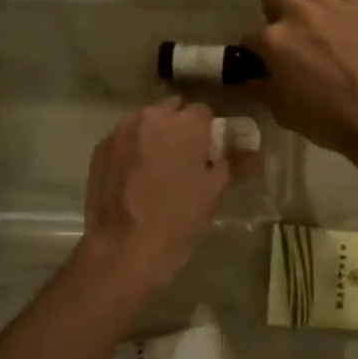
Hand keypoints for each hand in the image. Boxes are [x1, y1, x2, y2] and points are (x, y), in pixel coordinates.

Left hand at [80, 98, 252, 287]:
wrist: (123, 248)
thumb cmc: (177, 218)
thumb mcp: (213, 192)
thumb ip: (236, 165)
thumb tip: (257, 155)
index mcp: (184, 123)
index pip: (204, 112)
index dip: (209, 131)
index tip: (210, 153)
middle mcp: (150, 117)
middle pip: (172, 110)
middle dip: (180, 127)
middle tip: (186, 159)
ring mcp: (121, 132)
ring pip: (145, 123)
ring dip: (155, 136)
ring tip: (158, 170)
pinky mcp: (100, 150)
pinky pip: (124, 140)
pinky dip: (132, 150)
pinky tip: (135, 178)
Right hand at [241, 0, 357, 161]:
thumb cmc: (325, 118)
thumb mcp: (282, 111)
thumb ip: (261, 89)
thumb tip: (250, 79)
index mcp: (273, 41)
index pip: (249, 34)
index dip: (252, 47)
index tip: (260, 57)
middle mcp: (297, 13)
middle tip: (276, 8)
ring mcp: (330, 5)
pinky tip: (339, 7)